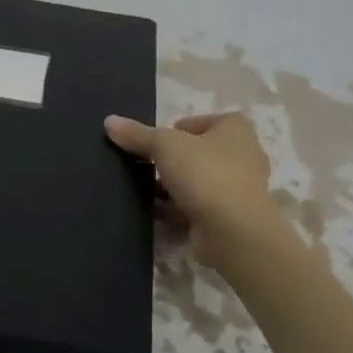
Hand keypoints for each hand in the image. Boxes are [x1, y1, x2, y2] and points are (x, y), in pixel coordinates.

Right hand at [104, 111, 278, 264]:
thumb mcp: (164, 145)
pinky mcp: (229, 218)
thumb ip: (137, 134)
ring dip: (171, 190)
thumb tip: (109, 121)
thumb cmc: (205, 174)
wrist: (233, 231)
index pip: (200, 122)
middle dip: (171, 163)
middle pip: (196, 154)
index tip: (155, 145)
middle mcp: (243, 156)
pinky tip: (154, 216)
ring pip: (196, 184)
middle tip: (145, 169)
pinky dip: (176, 213)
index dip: (175, 131)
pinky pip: (196, 210)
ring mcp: (238, 190)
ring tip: (143, 193)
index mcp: (235, 129)